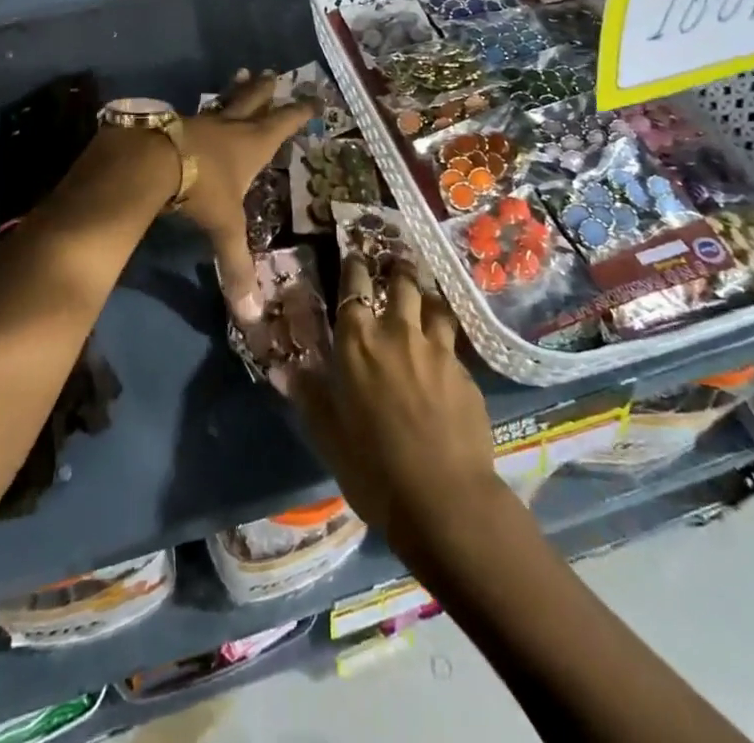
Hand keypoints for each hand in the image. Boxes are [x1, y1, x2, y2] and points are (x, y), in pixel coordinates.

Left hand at [179, 70, 318, 323]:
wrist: (151, 161)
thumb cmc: (200, 188)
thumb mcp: (224, 226)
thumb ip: (237, 266)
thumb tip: (252, 314)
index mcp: (252, 145)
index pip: (283, 124)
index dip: (300, 113)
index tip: (313, 99)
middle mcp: (230, 127)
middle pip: (253, 101)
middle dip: (265, 90)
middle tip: (273, 73)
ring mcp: (201, 122)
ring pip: (223, 101)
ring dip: (235, 90)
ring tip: (241, 74)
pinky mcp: (174, 123)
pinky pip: (194, 114)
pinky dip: (202, 112)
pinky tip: (194, 113)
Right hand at [276, 253, 505, 555]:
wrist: (444, 499)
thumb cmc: (373, 468)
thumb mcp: (328, 434)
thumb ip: (310, 395)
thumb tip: (288, 367)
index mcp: (358, 343)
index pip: (354, 287)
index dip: (355, 267)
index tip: (355, 254)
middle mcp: (398, 333)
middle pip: (401, 284)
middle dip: (397, 269)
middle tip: (396, 262)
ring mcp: (437, 350)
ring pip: (434, 305)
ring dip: (426, 296)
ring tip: (425, 293)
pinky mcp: (465, 372)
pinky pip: (453, 341)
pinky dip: (445, 334)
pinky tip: (445, 345)